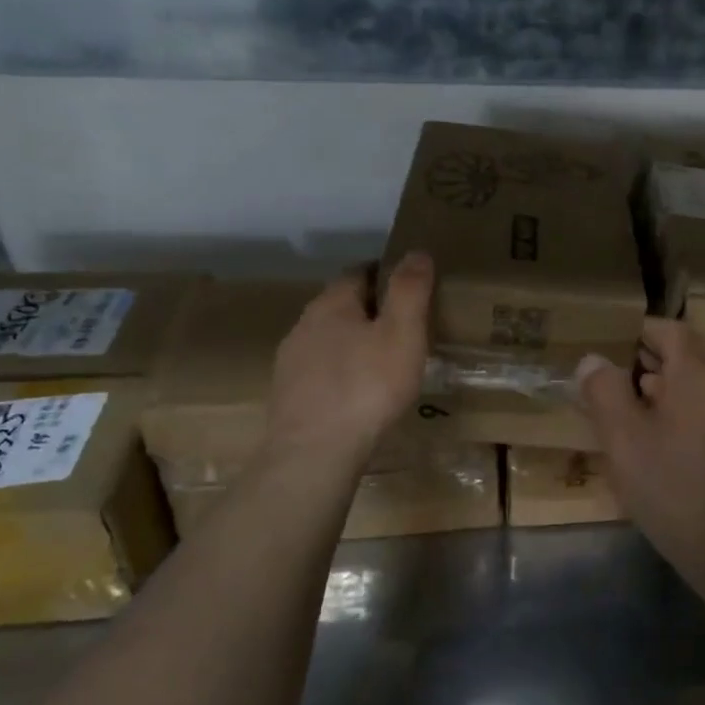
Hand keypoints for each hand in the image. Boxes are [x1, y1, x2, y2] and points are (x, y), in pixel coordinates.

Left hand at [263, 253, 432, 466]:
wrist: (314, 452)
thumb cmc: (366, 387)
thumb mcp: (402, 334)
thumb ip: (409, 290)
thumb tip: (416, 252)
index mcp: (332, 303)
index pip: (359, 272)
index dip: (386, 274)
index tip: (411, 287)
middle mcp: (304, 324)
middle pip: (342, 305)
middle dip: (371, 310)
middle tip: (404, 326)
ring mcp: (291, 361)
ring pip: (328, 339)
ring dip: (353, 342)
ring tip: (384, 361)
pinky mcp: (288, 394)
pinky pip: (320, 371)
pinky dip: (341, 372)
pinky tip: (357, 393)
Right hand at [577, 317, 704, 603]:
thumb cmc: (674, 488)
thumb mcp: (624, 440)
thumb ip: (605, 392)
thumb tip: (593, 359)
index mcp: (699, 375)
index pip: (673, 331)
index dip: (643, 330)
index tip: (614, 339)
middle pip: (700, 351)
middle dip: (665, 353)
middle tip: (632, 368)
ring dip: (680, 382)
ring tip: (643, 402)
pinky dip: (694, 407)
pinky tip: (669, 439)